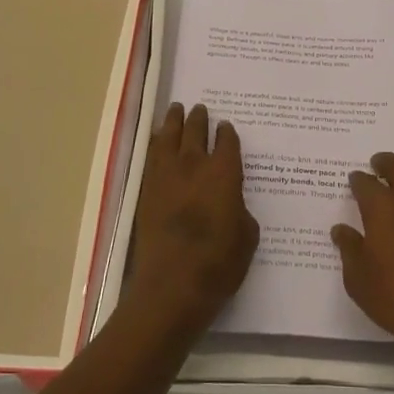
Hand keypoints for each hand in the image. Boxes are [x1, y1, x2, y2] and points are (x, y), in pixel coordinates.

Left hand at [126, 103, 259, 334]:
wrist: (172, 285)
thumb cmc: (219, 263)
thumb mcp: (247, 236)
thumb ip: (240, 210)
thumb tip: (231, 202)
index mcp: (224, 173)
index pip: (227, 142)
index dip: (227, 133)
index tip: (226, 127)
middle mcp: (194, 165)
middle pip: (195, 131)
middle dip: (198, 119)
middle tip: (199, 108)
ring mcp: (166, 176)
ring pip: (168, 137)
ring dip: (173, 122)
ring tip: (175, 110)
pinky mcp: (146, 191)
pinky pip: (151, 156)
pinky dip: (156, 143)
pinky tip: (157, 141)